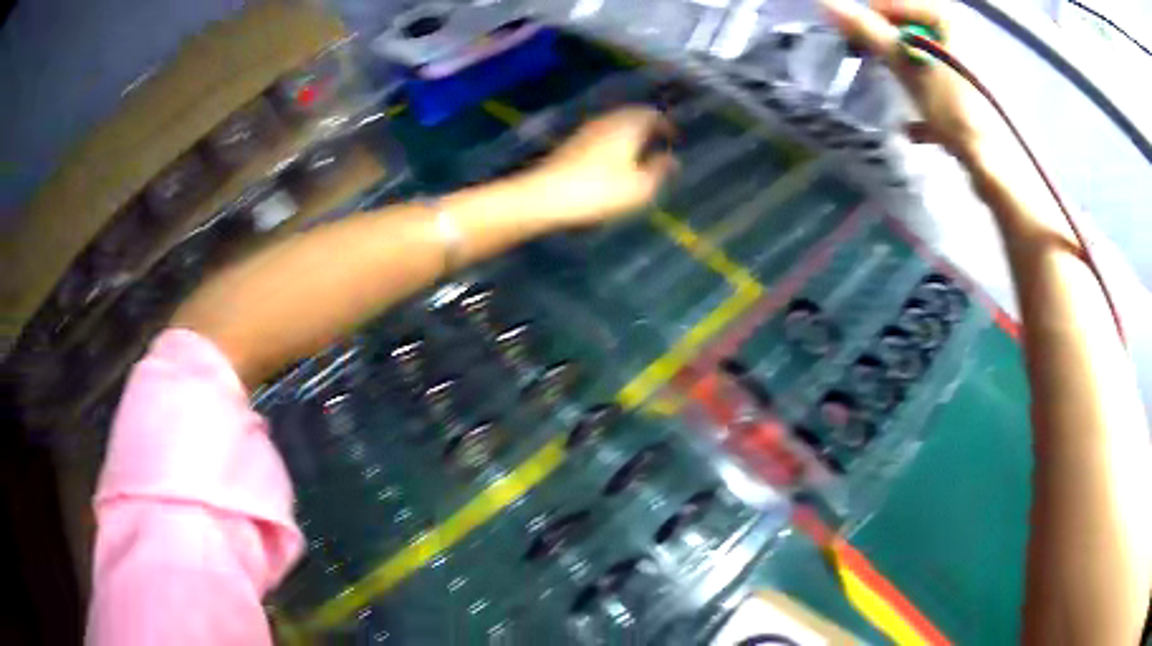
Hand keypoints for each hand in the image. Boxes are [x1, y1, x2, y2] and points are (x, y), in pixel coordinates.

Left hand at [520, 106, 677, 226]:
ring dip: (629, 131)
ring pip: (615, 122)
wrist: (546, 195)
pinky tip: (613, 158)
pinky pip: (601, 133)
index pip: (652, 114)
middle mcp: (607, 121)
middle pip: (632, 114)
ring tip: (640, 149)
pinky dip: (614, 139)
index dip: (666, 124)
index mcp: (628, 125)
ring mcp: (586, 130)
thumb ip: (659, 170)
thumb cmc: (599, 190)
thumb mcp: (639, 187)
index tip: (675, 137)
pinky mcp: (571, 143)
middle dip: (648, 125)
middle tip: (659, 140)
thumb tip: (672, 160)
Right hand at [822, 0, 992, 164]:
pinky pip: (943, 85)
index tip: (858, 50)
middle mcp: (960, 31)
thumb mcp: (907, 66)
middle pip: (907, 31)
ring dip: (907, 78)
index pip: (888, 5)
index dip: (868, 25)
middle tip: (878, 73)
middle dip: (889, 53)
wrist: (998, 164)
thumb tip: (824, 3)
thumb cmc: (954, 108)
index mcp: (944, 16)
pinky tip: (915, 125)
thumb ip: (868, 31)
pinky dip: (927, 100)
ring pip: (924, 59)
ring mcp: (971, 63)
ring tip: (898, 99)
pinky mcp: (977, 91)